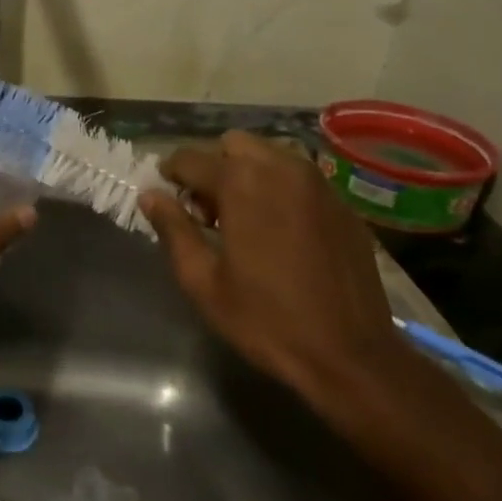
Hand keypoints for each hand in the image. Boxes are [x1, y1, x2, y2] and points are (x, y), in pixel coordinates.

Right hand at [139, 131, 410, 408]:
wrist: (351, 356)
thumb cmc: (266, 320)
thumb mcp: (202, 281)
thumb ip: (173, 229)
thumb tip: (150, 196)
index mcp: (241, 183)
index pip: (190, 158)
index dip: (170, 173)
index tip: (166, 195)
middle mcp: (281, 168)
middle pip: (234, 144)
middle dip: (214, 166)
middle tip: (208, 209)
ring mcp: (318, 184)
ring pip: (271, 154)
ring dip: (249, 172)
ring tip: (245, 216)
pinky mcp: (343, 205)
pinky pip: (301, 179)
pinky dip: (281, 190)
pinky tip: (281, 231)